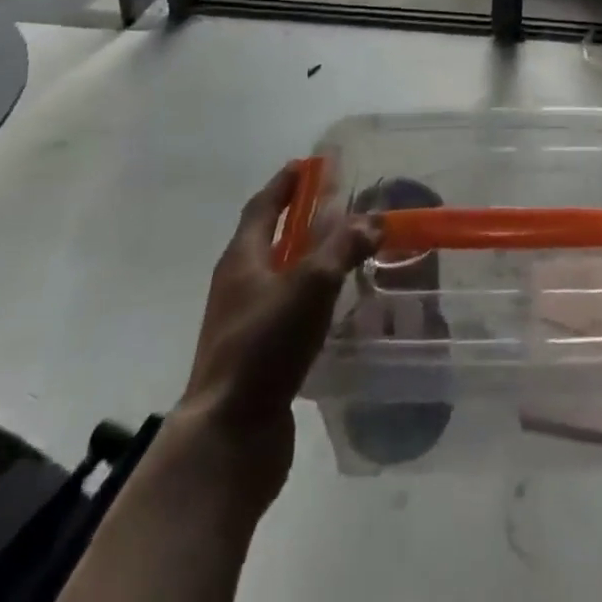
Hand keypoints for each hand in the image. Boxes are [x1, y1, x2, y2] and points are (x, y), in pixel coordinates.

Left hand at [173, 163, 376, 513]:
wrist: (229, 437)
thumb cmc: (265, 345)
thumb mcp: (311, 284)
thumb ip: (343, 247)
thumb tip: (373, 219)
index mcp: (242, 258)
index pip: (263, 206)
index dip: (285, 183)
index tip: (308, 164)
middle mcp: (238, 284)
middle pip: (268, 239)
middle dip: (299, 219)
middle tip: (336, 205)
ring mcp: (244, 323)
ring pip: (279, 277)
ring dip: (307, 260)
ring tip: (344, 253)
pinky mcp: (256, 356)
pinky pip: (286, 311)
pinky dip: (310, 298)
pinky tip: (335, 308)